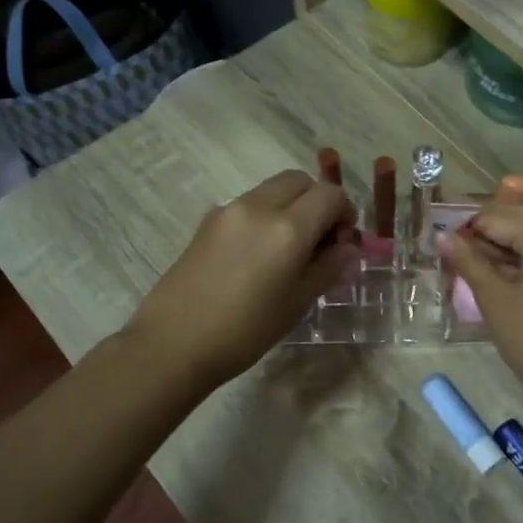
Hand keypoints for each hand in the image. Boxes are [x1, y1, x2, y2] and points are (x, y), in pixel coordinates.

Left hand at [129, 171, 355, 388]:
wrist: (174, 342)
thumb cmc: (245, 331)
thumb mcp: (297, 303)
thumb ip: (328, 267)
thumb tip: (348, 247)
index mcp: (288, 228)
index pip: (330, 194)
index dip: (345, 212)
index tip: (344, 240)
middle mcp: (259, 206)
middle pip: (300, 180)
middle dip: (318, 200)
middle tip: (321, 238)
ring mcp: (229, 209)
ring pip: (272, 189)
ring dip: (291, 205)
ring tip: (289, 248)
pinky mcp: (208, 220)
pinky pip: (249, 204)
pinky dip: (266, 214)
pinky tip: (259, 254)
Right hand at [440, 206, 522, 401]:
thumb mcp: (493, 298)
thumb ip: (468, 262)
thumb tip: (442, 237)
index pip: (499, 217)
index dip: (466, 224)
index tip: (439, 234)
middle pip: (519, 220)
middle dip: (485, 229)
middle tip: (452, 244)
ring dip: (502, 244)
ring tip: (469, 259)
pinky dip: (521, 258)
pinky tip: (496, 272)